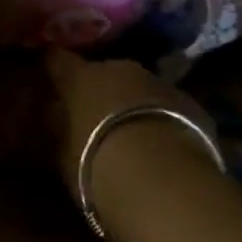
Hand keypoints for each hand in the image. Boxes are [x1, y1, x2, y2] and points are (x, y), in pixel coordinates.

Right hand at [45, 51, 219, 221]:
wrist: (163, 180)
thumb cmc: (96, 164)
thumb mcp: (62, 153)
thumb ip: (59, 130)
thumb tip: (54, 119)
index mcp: (81, 76)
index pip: (57, 60)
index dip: (52, 68)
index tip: (47, 77)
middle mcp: (120, 69)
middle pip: (105, 72)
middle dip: (100, 90)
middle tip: (93, 114)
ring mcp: (160, 83)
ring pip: (140, 88)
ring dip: (133, 104)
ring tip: (130, 133)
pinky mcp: (193, 105)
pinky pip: (169, 108)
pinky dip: (162, 120)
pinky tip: (162, 146)